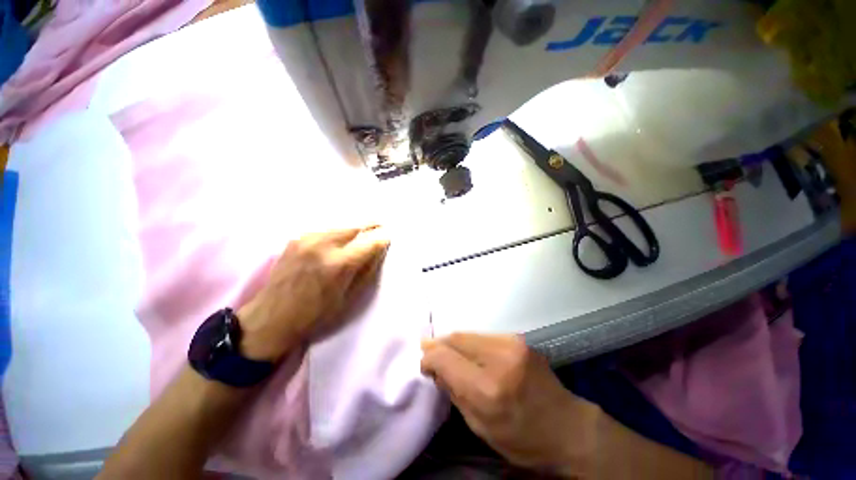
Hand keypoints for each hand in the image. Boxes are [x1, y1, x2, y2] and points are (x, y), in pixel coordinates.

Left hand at [238, 226, 389, 361]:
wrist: (274, 315)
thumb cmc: (313, 317)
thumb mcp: (346, 301)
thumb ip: (364, 274)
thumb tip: (377, 254)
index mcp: (339, 264)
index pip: (370, 241)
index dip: (382, 239)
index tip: (388, 238)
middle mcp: (323, 244)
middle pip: (355, 227)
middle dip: (369, 228)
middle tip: (379, 229)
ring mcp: (307, 239)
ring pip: (338, 227)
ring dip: (350, 231)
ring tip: (358, 237)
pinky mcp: (295, 239)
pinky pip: (321, 232)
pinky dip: (332, 236)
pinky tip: (333, 244)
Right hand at [421, 334, 599, 475]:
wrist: (566, 428)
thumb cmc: (521, 439)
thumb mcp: (479, 426)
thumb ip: (455, 393)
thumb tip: (437, 370)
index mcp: (487, 387)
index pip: (442, 356)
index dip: (428, 360)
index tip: (426, 372)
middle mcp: (501, 358)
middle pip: (455, 338)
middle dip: (439, 348)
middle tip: (433, 364)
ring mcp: (516, 345)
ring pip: (471, 334)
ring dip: (457, 346)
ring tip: (453, 363)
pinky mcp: (525, 342)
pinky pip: (487, 337)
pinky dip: (474, 346)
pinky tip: (474, 360)